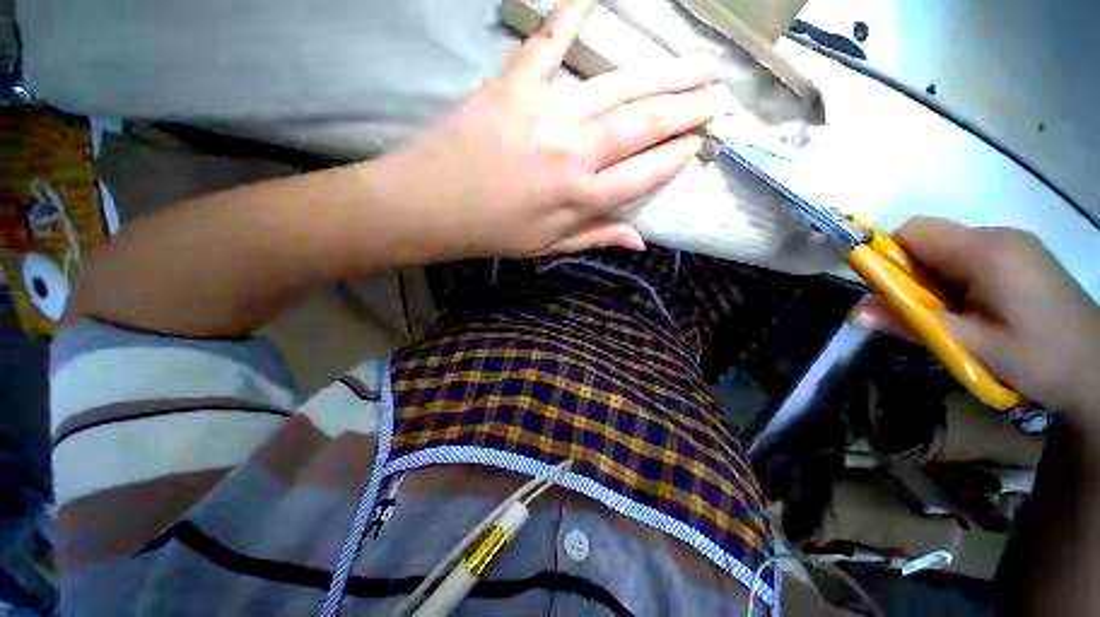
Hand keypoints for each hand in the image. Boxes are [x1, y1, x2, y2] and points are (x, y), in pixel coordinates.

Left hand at [373, 0, 718, 257]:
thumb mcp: (547, 247)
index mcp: (580, 198)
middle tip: (717, 95)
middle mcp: (573, 153)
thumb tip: (641, 241)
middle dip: (686, 109)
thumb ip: (596, 237)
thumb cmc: (492, 232)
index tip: (696, 144)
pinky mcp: (513, 85)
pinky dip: (570, 14)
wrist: (430, 206)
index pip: (645, 173)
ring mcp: (545, 113)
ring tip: (695, 66)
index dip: (675, 157)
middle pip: (643, 124)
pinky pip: (548, 43)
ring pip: (616, 86)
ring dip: (661, 74)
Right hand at [855, 217, 1099, 415]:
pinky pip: (970, 258)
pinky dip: (957, 281)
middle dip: (912, 273)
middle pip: (931, 239)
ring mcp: (1013, 245)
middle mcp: (997, 236)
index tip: (888, 292)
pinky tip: (976, 311)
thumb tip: (856, 312)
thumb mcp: (972, 347)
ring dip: (935, 281)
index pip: (914, 231)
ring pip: (949, 251)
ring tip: (954, 317)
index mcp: (985, 251)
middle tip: (925, 313)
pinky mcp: (1021, 257)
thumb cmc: (1039, 359)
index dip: (889, 256)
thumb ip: (913, 324)